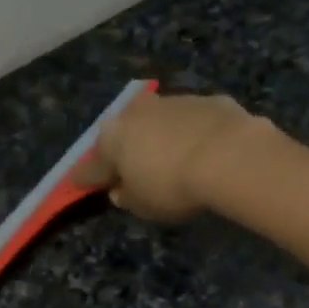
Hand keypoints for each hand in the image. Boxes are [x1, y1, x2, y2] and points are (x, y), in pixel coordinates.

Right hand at [80, 91, 270, 222]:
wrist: (228, 155)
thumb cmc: (173, 186)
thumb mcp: (144, 206)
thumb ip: (128, 198)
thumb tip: (120, 191)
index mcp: (112, 139)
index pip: (92, 166)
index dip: (87, 178)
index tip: (80, 183)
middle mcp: (136, 113)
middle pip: (124, 134)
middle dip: (125, 149)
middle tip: (131, 167)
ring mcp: (172, 102)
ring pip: (158, 121)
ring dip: (160, 136)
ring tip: (171, 157)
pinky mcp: (207, 100)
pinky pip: (192, 121)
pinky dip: (192, 133)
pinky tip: (204, 149)